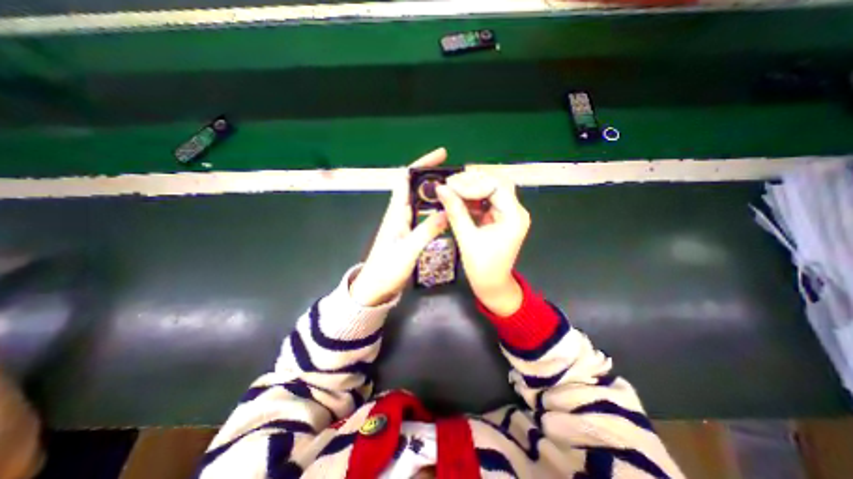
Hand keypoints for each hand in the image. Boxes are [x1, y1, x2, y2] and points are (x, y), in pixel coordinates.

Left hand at [348, 148, 451, 306]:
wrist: (375, 288)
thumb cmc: (387, 269)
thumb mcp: (408, 250)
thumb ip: (427, 231)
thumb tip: (447, 211)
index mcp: (396, 212)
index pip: (406, 178)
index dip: (422, 163)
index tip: (441, 155)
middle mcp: (400, 213)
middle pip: (415, 186)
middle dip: (434, 176)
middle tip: (457, 176)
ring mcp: (404, 223)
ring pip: (421, 201)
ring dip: (436, 192)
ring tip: (456, 190)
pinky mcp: (409, 233)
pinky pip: (424, 214)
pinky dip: (435, 208)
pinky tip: (447, 211)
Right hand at [436, 171, 531, 314]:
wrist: (492, 285)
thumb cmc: (482, 267)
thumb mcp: (467, 238)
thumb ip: (455, 211)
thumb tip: (440, 189)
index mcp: (514, 217)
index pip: (496, 187)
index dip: (472, 183)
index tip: (450, 185)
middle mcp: (515, 211)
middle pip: (496, 184)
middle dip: (472, 181)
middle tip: (449, 183)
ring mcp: (508, 214)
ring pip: (490, 190)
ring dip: (471, 188)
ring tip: (450, 189)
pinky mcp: (499, 218)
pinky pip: (486, 201)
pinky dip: (472, 198)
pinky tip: (457, 198)